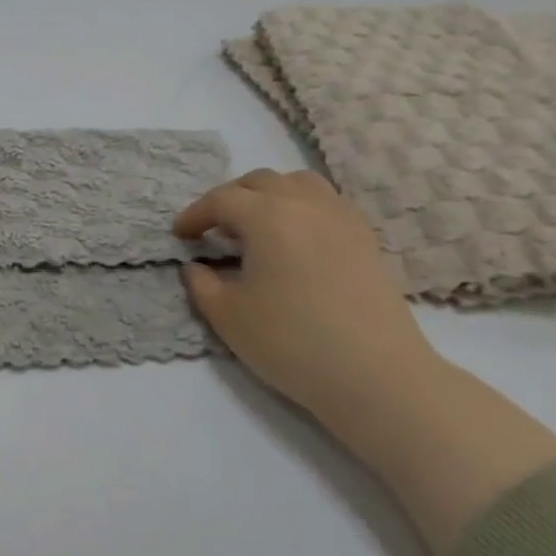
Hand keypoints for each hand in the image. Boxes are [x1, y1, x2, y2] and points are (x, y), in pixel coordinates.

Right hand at [175, 169, 436, 422]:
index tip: (180, 235)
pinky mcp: (365, 239)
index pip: (222, 200)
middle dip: (230, 198)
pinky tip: (294, 240)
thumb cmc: (291, 342)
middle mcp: (306, 205)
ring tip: (256, 226)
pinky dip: (301, 208)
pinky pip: (326, 203)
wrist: (374, 374)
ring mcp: (342, 218)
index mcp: (268, 217)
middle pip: (261, 182)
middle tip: (214, 228)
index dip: (195, 214)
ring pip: (299, 184)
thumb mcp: (227, 316)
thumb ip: (202, 284)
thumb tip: (197, 267)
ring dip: (269, 195)